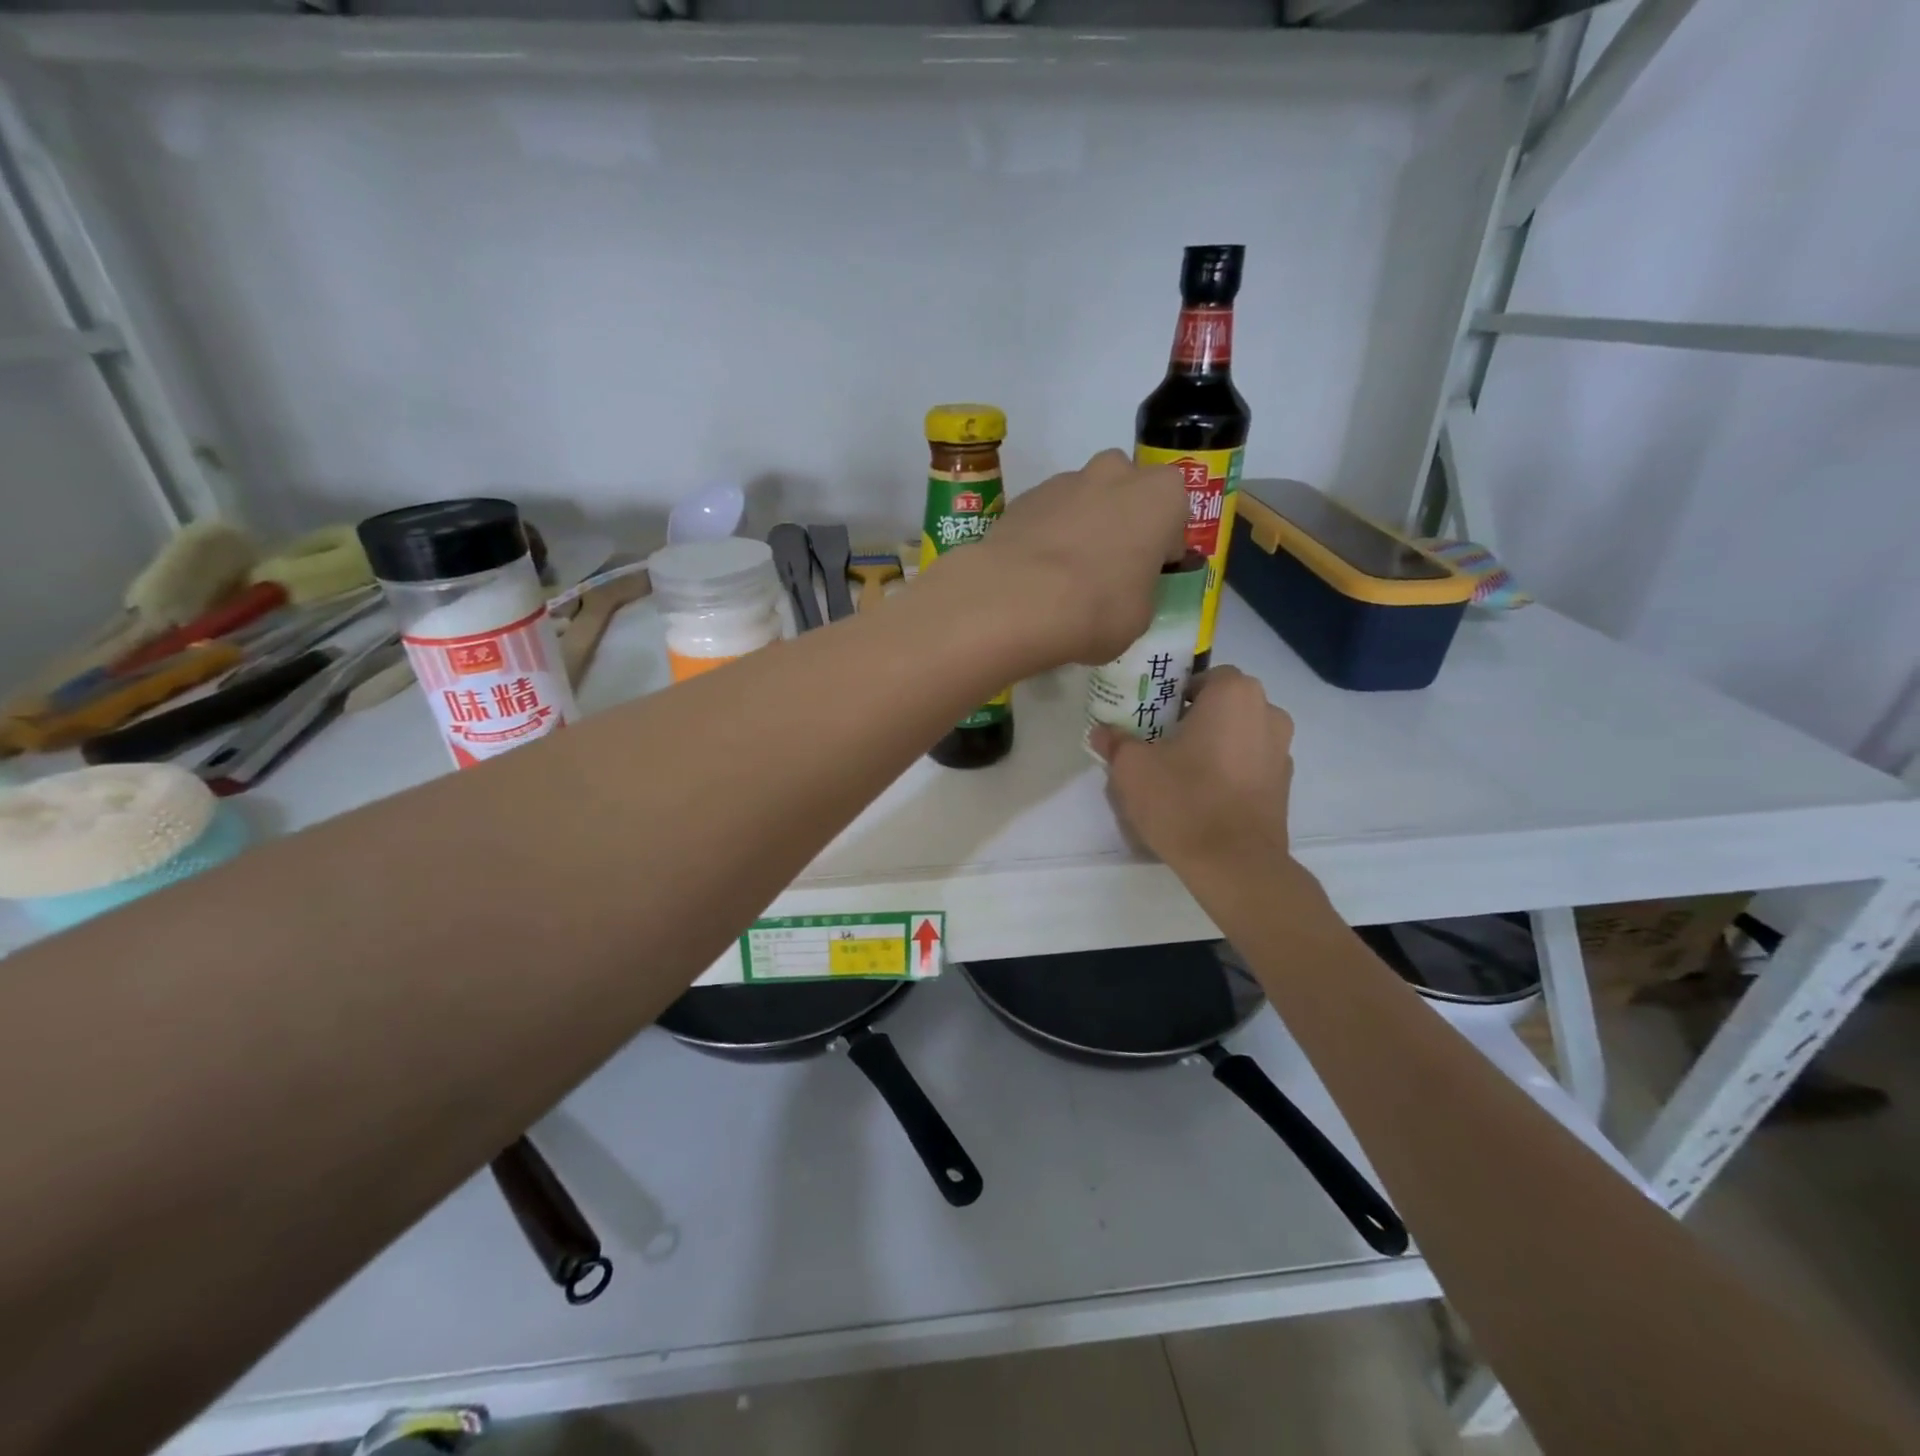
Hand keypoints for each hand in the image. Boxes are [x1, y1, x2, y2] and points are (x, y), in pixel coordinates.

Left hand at [942, 449, 1186, 671]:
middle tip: (1108, 567)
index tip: (1148, 572)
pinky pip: (1045, 515)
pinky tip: (1033, 576)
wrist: (1018, 600)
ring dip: (1080, 527)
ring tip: (1063, 577)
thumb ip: (1140, 590)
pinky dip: (1044, 537)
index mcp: (1161, 495)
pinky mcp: (1022, 498)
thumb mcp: (1140, 616)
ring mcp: (1064, 481)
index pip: (1174, 512)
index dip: (1162, 544)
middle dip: (1120, 520)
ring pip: (1082, 499)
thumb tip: (1124, 591)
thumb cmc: (1098, 608)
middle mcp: (1115, 473)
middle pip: (1126, 490)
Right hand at [1090, 667, 1295, 872]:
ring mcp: (1282, 750)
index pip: (1202, 677)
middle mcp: (1267, 712)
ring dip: (1215, 743)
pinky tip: (1206, 795)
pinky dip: (1231, 770)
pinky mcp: (1285, 784)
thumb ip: (1117, 742)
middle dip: (1195, 718)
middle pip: (1223, 704)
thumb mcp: (1132, 768)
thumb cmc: (1183, 800)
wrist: (1234, 864)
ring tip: (1183, 772)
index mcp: (1234, 694)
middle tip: (1162, 743)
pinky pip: (1251, 763)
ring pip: (1240, 733)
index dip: (1174, 694)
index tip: (1152, 718)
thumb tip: (1102, 731)